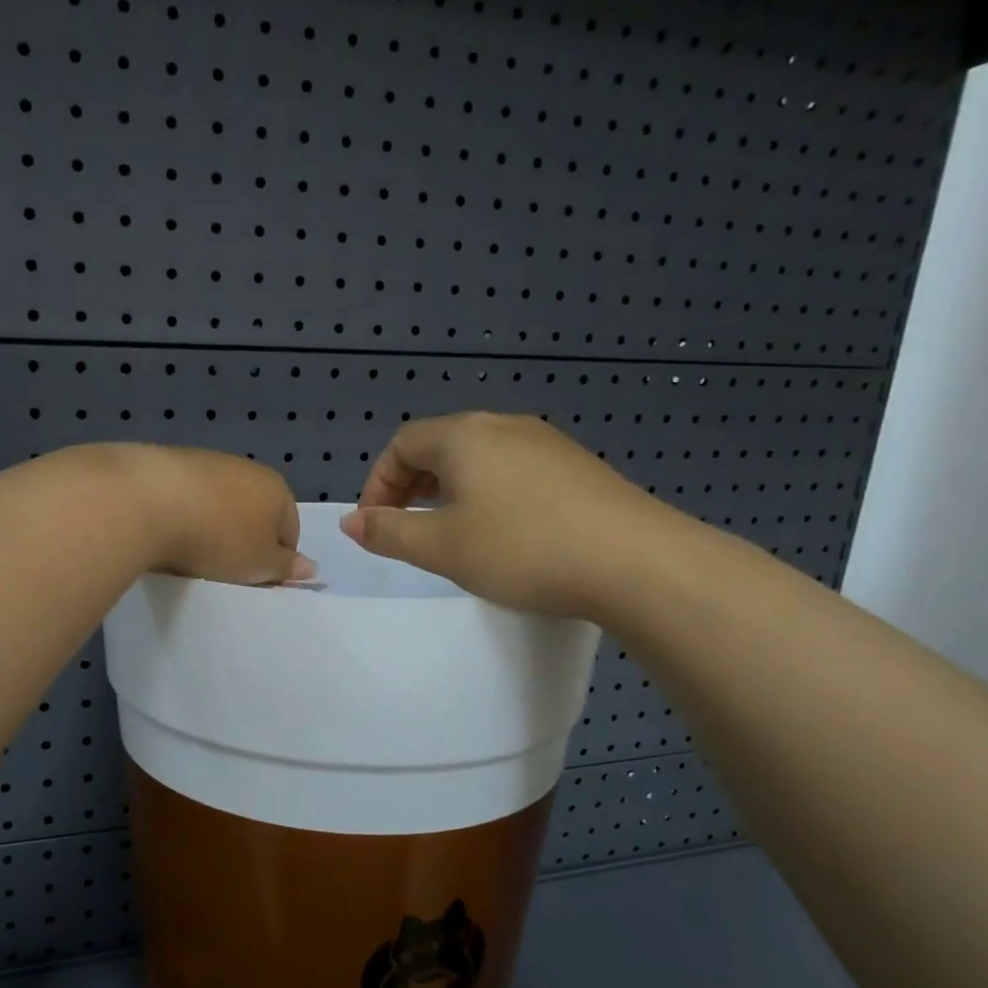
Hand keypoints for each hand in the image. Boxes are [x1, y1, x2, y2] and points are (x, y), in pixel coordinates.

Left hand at [116, 445, 315, 585]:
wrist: (148, 500)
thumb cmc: (218, 538)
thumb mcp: (259, 564)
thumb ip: (285, 567)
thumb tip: (311, 567)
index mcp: (277, 488)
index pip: (289, 530)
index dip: (276, 560)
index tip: (256, 582)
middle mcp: (246, 468)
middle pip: (253, 514)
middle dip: (243, 542)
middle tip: (225, 572)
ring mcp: (207, 462)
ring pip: (219, 505)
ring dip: (212, 528)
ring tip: (192, 556)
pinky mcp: (169, 464)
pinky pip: (187, 499)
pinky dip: (183, 516)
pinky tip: (168, 535)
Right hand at [339, 412, 671, 617]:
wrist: (635, 561)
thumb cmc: (521, 549)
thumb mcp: (441, 547)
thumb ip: (389, 533)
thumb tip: (352, 522)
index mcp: (464, 436)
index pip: (403, 443)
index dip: (379, 482)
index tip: (376, 523)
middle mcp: (504, 426)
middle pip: (441, 444)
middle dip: (411, 484)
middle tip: (405, 526)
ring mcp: (546, 443)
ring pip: (479, 456)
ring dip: (450, 488)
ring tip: (449, 529)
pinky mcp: (577, 467)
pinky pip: (513, 469)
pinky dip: (488, 492)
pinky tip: (502, 530)